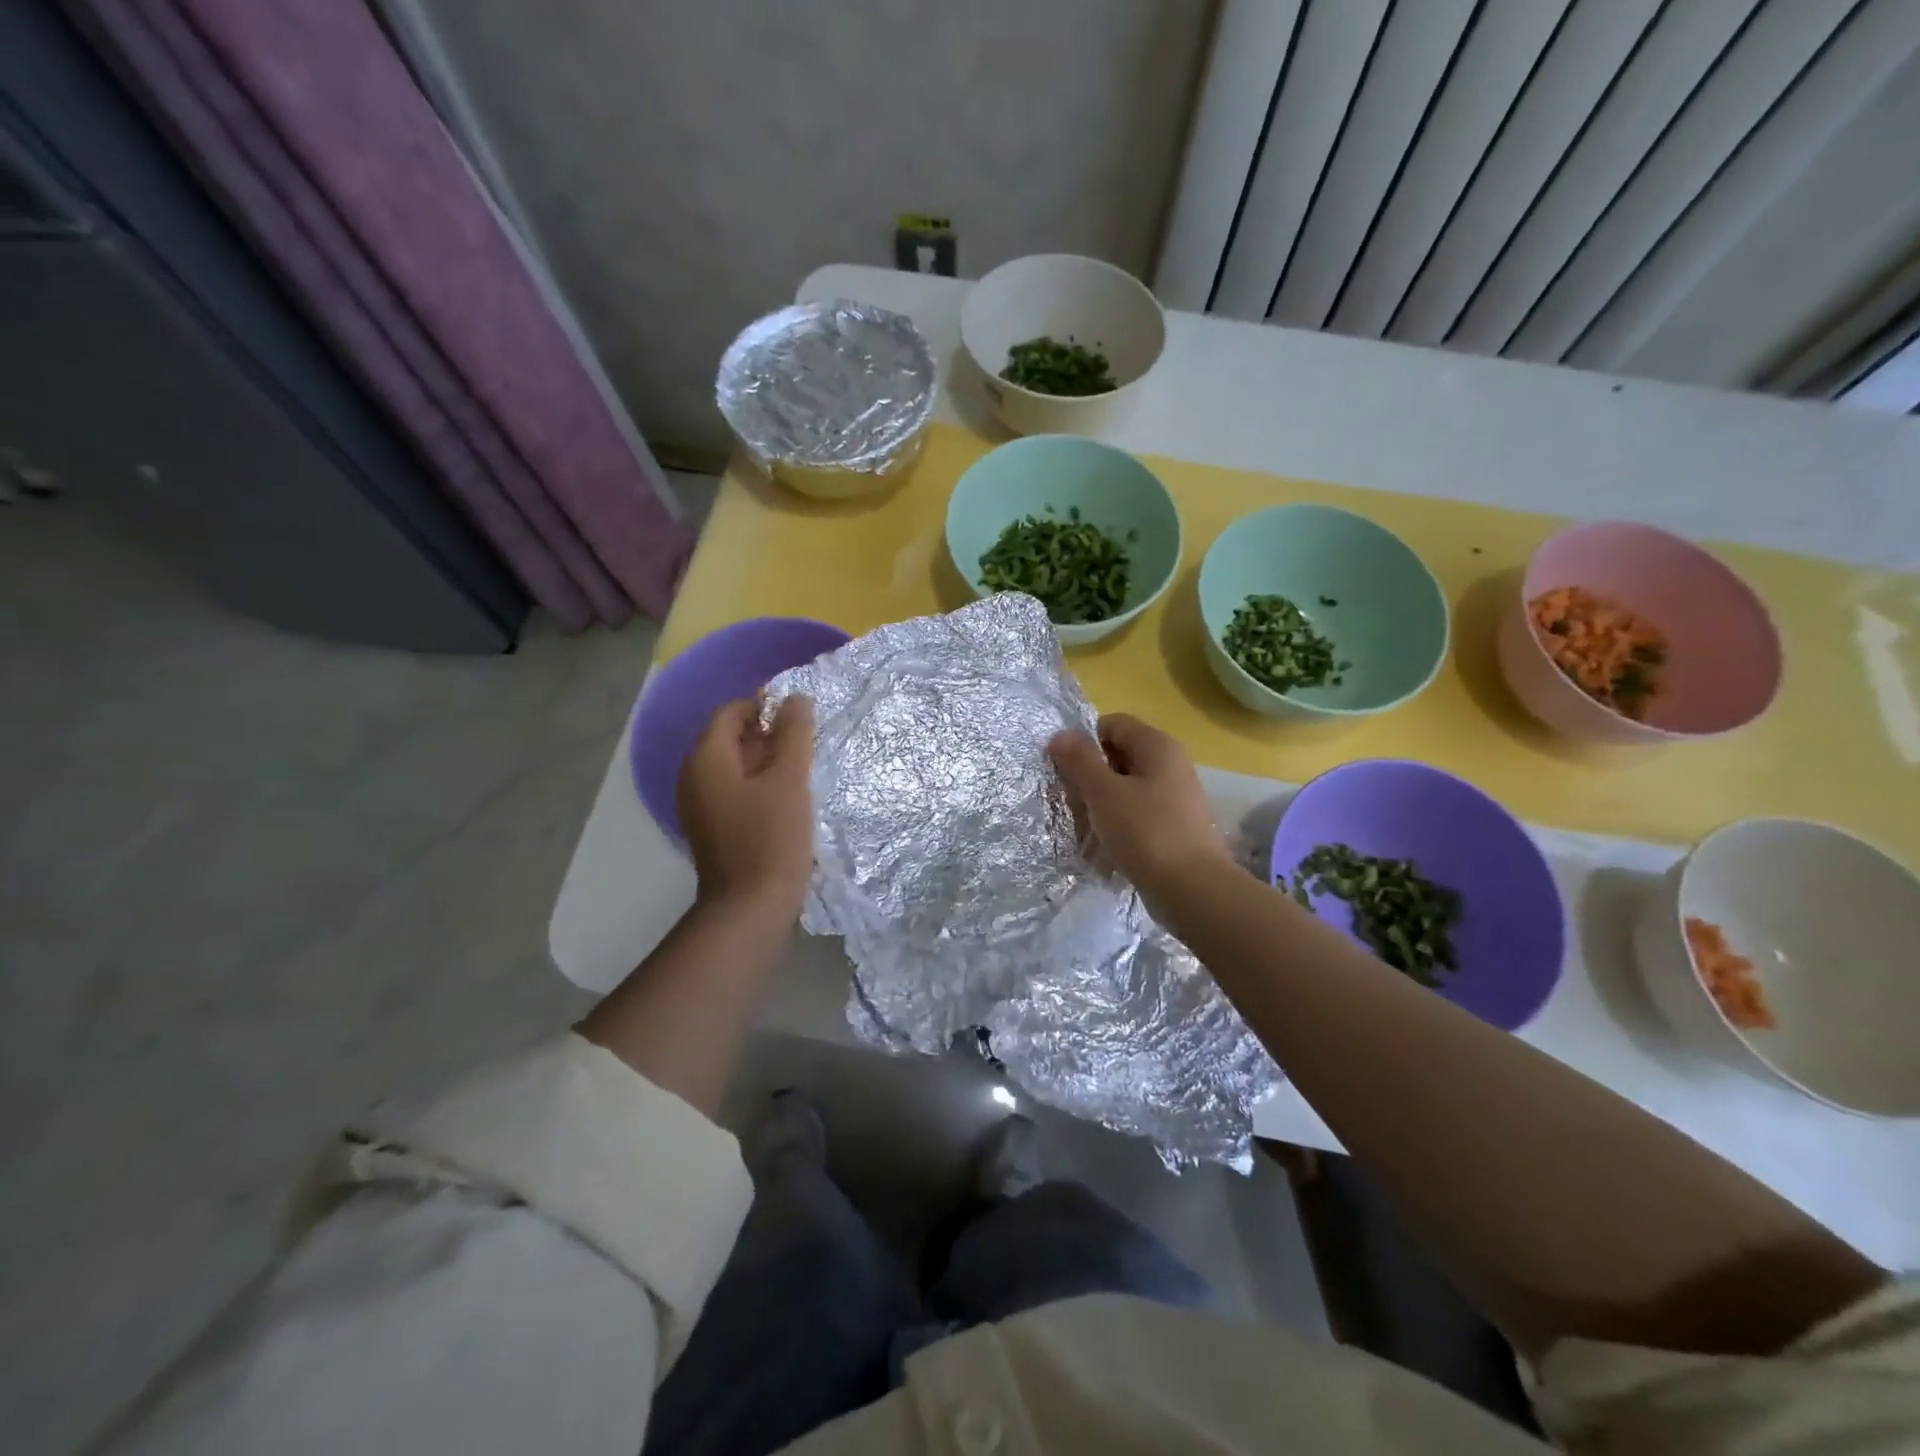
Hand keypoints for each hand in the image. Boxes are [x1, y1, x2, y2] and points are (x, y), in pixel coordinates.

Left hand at [678, 695, 815, 918]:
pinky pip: (732, 792)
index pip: (731, 712)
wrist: (750, 907)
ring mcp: (698, 806)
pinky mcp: (711, 828)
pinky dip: (757, 786)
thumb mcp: (790, 779)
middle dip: (767, 735)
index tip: (800, 719)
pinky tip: (785, 799)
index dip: (765, 707)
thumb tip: (796, 698)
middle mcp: (692, 777)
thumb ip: (794, 733)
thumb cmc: (771, 837)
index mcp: (705, 759)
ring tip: (800, 771)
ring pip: (733, 767)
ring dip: (765, 762)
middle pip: (730, 738)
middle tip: (805, 745)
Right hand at [1047, 713, 1232, 903]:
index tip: (1066, 771)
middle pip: (1120, 753)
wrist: (1193, 889)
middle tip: (1072, 800)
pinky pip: (1141, 810)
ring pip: (1129, 785)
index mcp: (1158, 745)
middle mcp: (1172, 763)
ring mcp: (1178, 795)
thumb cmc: (1145, 832)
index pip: (1112, 724)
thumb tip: (1061, 735)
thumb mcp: (1103, 792)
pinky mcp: (1177, 824)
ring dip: (1104, 800)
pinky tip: (1111, 842)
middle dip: (1092, 773)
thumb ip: (1080, 760)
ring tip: (1088, 825)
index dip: (1084, 741)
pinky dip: (1122, 820)